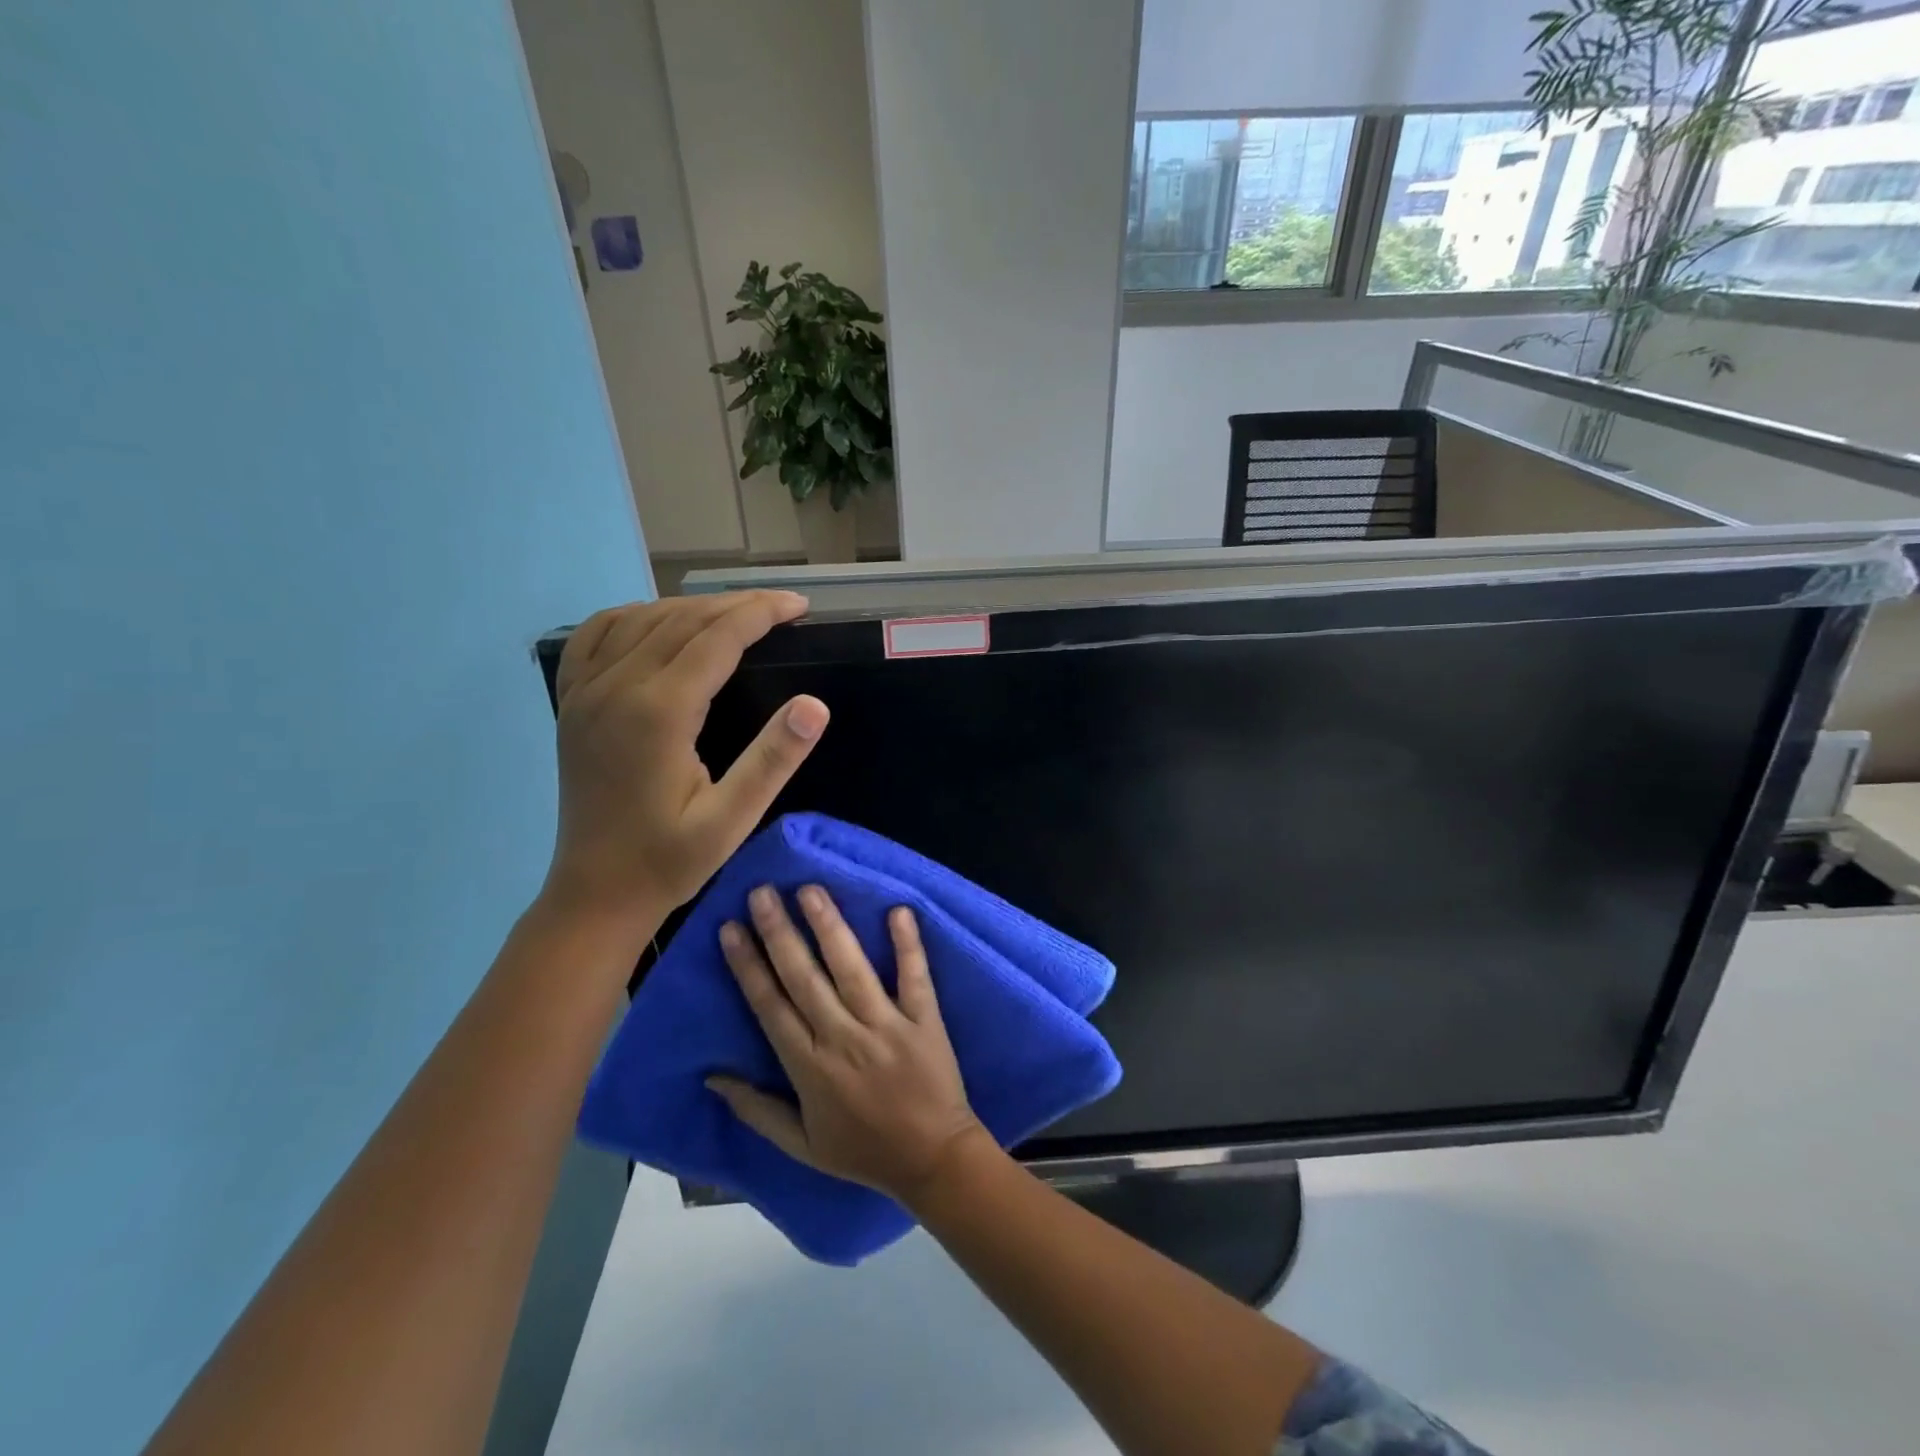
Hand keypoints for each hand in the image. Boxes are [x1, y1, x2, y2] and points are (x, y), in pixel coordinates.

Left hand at [543, 592, 829, 936]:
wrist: (594, 893)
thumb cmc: (668, 861)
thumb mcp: (732, 820)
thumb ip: (772, 759)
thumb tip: (814, 704)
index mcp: (658, 712)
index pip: (717, 637)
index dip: (761, 613)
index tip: (799, 607)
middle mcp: (616, 687)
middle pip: (682, 620)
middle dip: (735, 605)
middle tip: (781, 608)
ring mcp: (585, 692)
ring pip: (641, 619)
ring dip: (691, 608)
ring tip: (735, 614)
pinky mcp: (571, 703)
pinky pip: (596, 636)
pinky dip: (633, 616)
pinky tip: (656, 622)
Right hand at [708, 885, 986, 1204]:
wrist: (933, 1161)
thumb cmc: (863, 1151)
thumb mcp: (800, 1145)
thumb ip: (756, 1110)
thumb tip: (712, 1077)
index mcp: (809, 1069)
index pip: (770, 1007)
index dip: (748, 966)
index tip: (730, 928)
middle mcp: (843, 1039)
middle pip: (804, 978)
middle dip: (780, 933)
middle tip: (762, 891)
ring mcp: (886, 1026)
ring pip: (851, 970)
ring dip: (830, 927)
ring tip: (811, 890)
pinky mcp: (924, 1020)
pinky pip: (915, 977)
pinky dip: (908, 945)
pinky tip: (899, 910)